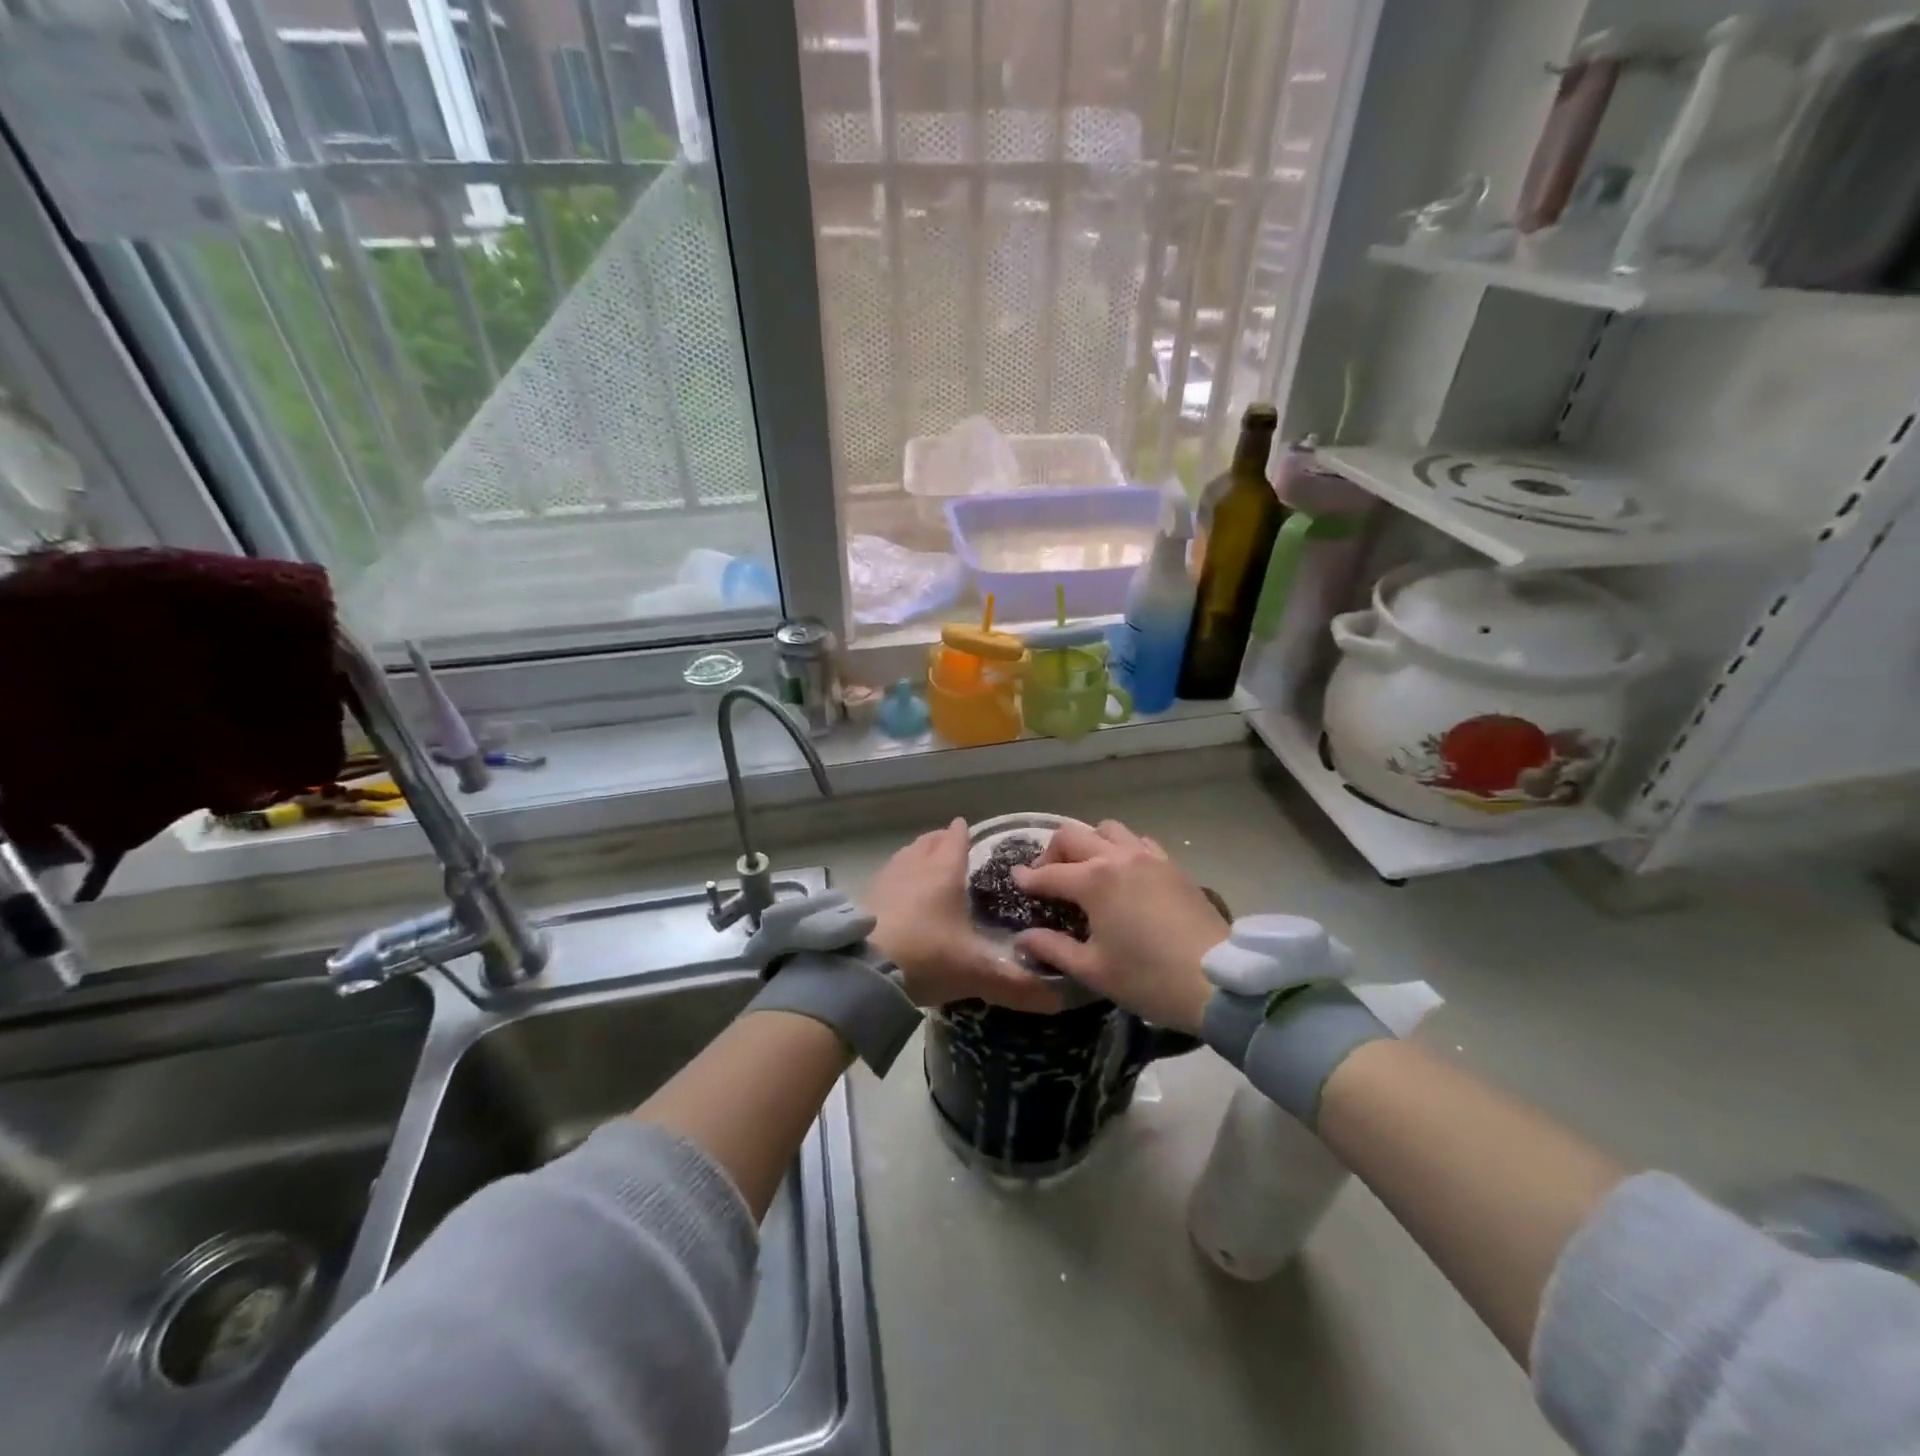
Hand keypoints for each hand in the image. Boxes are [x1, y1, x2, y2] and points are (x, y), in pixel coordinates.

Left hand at [866, 819, 1061, 1013]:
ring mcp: (885, 879)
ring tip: (927, 868)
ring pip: (905, 856)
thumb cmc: (926, 956)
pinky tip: (899, 898)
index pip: (956, 838)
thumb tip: (1061, 999)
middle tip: (952, 848)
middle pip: (928, 841)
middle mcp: (914, 866)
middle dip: (940, 841)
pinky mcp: (864, 898)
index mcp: (944, 871)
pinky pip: (887, 877)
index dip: (964, 833)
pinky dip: (898, 880)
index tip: (971, 832)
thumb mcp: (976, 972)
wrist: (862, 971)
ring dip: (917, 856)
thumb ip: (1017, 985)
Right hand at [1011, 820, 1225, 1032]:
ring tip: (1087, 870)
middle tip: (1049, 877)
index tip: (1014, 880)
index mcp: (1094, 881)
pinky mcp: (1172, 865)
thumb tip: (1024, 939)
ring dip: (1089, 843)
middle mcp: (1118, 858)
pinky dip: (1122, 848)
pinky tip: (1124, 874)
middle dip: (1053, 852)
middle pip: (1074, 836)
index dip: (1028, 879)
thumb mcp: (1093, 969)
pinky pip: (1139, 842)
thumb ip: (1053, 949)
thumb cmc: (1148, 978)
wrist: (1219, 980)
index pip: (1049, 874)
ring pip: (1108, 829)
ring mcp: (1148, 857)